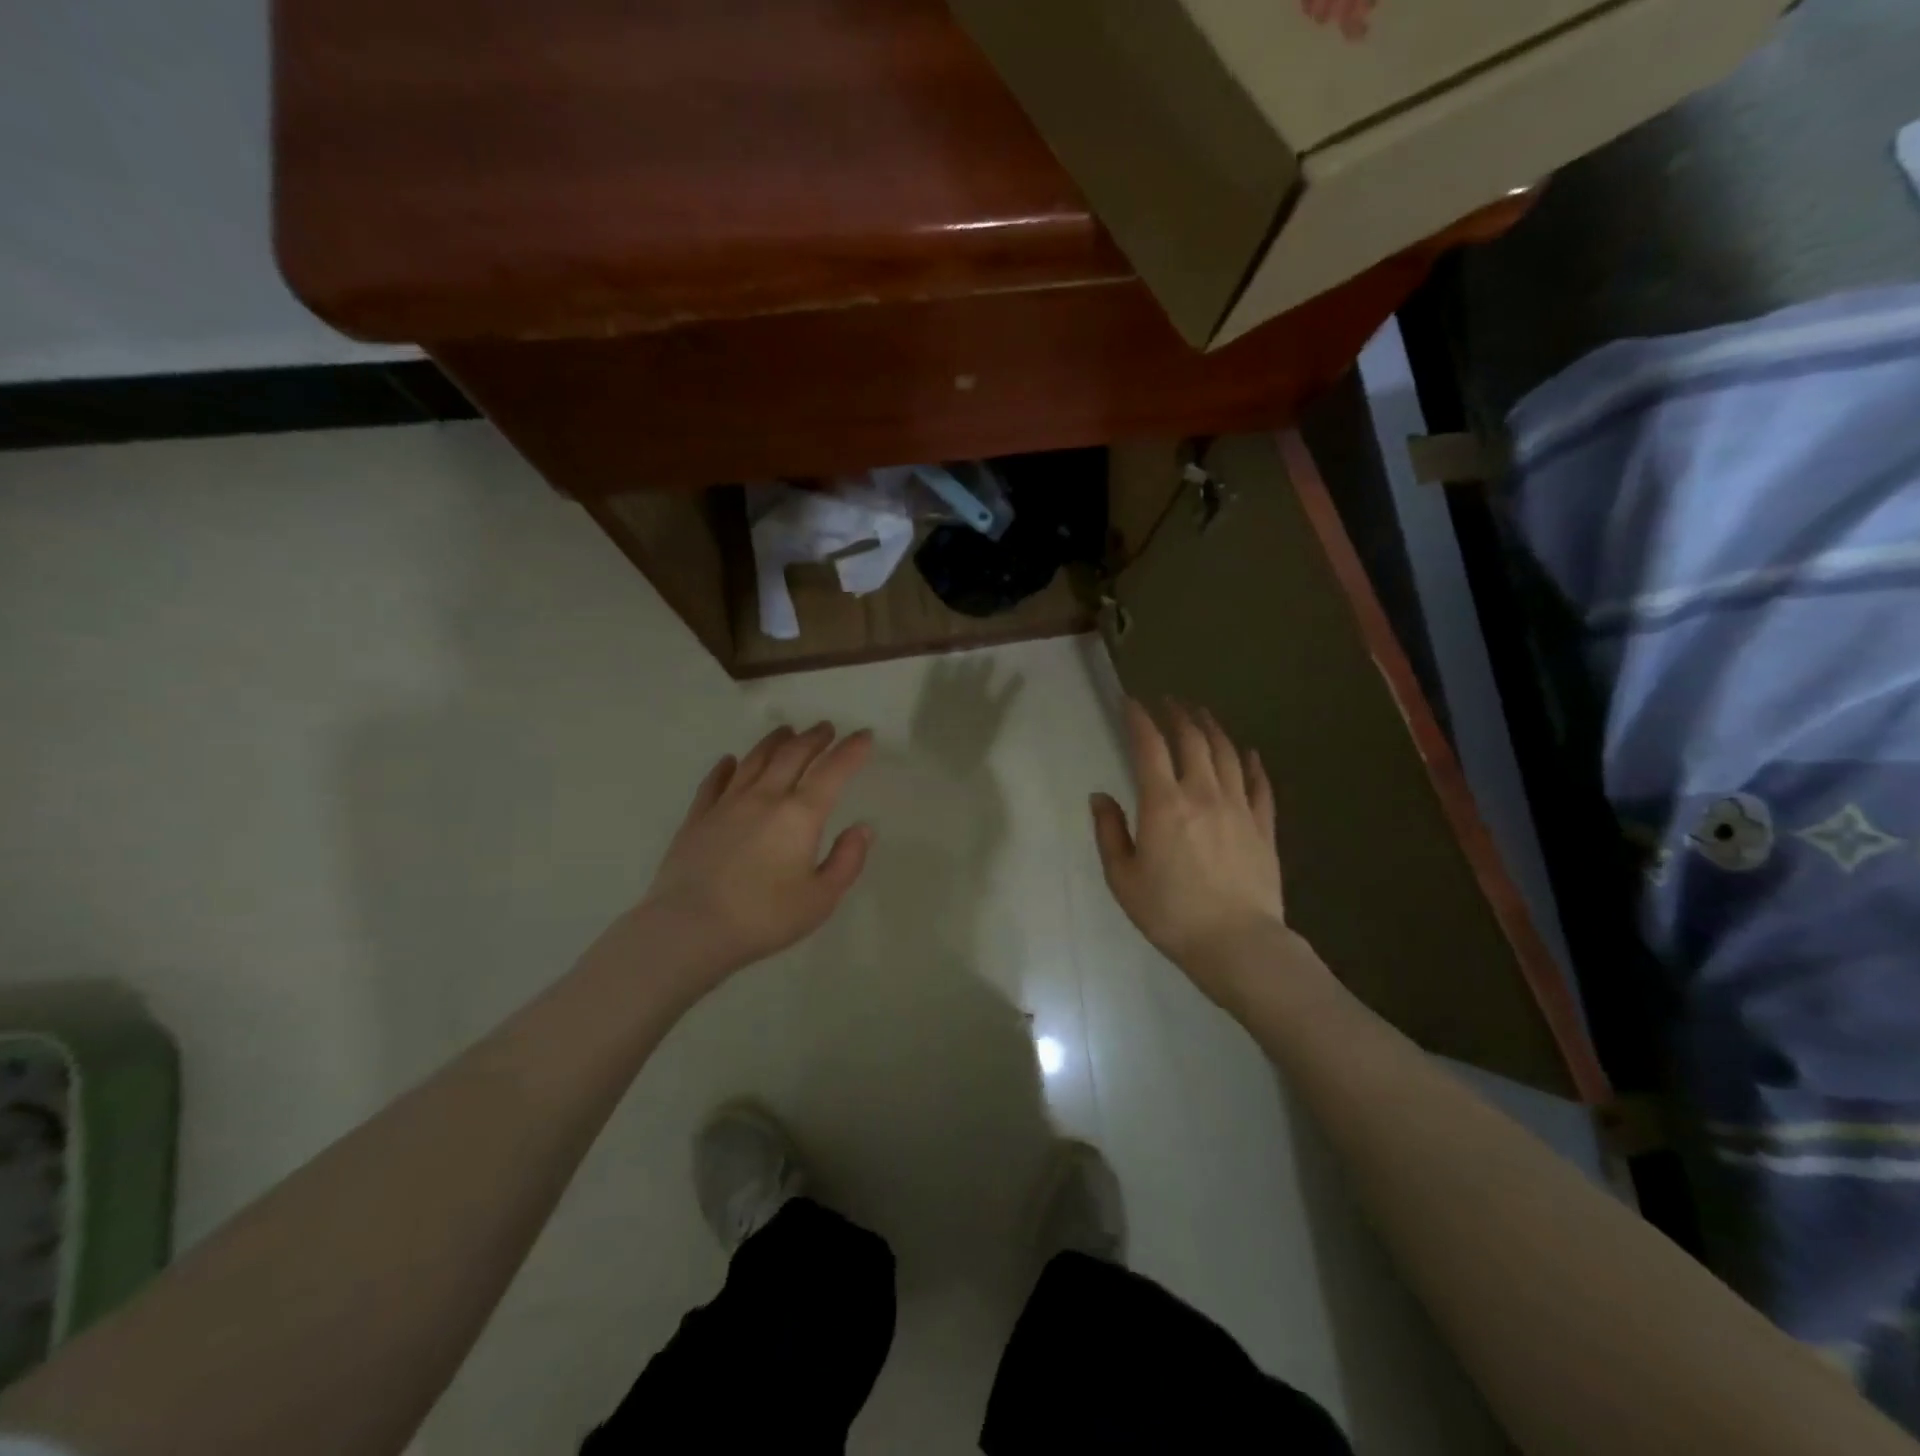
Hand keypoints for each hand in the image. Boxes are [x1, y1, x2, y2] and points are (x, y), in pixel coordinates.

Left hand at [631, 723, 875, 992]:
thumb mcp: (821, 899)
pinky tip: (729, 761)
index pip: (833, 771)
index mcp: (800, 815)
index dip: (852, 750)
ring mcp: (726, 804)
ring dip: (774, 742)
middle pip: (792, 755)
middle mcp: (765, 797)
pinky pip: (714, 782)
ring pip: (754, 760)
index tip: (864, 735)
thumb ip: (847, 861)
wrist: (690, 929)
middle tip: (826, 727)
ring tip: (786, 731)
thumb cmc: (764, 917)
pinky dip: (725, 767)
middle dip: (814, 738)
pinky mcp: (697, 818)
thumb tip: (863, 828)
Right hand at [1091, 700, 1303, 1009]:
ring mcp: (1239, 807)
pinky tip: (1248, 752)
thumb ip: (1109, 832)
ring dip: (1212, 728)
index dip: (1139, 719)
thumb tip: (1100, 797)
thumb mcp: (1123, 878)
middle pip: (1192, 740)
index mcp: (1164, 803)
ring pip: (1227, 754)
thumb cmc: (1170, 913)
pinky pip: (1259, 784)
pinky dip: (1252, 763)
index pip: (1150, 747)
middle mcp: (1203, 793)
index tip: (1131, 702)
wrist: (1237, 943)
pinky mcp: (1263, 826)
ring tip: (1202, 714)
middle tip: (1169, 701)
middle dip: (1178, 715)